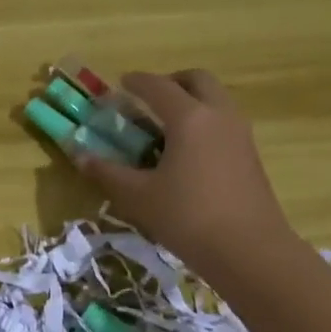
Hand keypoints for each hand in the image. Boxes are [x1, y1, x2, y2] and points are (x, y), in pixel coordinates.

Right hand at [76, 69, 298, 280]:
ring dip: (192, 101)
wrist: (249, 251)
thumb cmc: (188, 217)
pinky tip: (187, 153)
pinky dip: (205, 123)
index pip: (158, 87)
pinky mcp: (251, 156)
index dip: (136, 82)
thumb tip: (80, 156)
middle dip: (172, 82)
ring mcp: (240, 135)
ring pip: (216, 100)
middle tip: (150, 99)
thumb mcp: (138, 197)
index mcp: (189, 118)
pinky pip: (225, 123)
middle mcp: (219, 116)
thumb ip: (108, 173)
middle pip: (198, 80)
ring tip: (166, 127)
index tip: (120, 83)